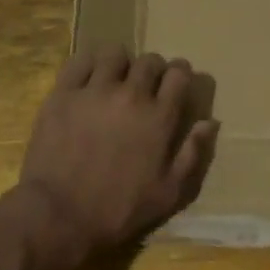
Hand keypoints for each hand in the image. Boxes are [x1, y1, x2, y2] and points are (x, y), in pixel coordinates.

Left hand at [15, 43, 219, 269]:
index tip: (177, 82)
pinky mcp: (63, 94)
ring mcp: (94, 91)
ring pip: (115, 54)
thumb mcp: (169, 193)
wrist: (59, 215)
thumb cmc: (119, 209)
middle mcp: (131, 95)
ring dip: (122, 63)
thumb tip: (210, 122)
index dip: (181, 74)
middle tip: (147, 84)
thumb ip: (193, 154)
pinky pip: (79, 61)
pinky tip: (89, 79)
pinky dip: (89, 64)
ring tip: (116, 79)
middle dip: (154, 68)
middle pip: (150, 61)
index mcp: (159, 117)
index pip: (179, 75)